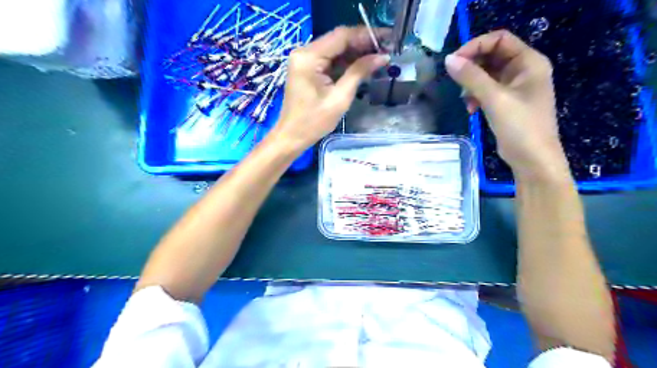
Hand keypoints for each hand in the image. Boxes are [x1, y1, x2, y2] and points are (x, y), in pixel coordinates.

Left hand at [271, 26, 389, 151]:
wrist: (292, 136)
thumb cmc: (314, 122)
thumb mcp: (340, 98)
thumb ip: (359, 73)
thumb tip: (382, 57)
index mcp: (309, 57)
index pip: (341, 36)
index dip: (365, 35)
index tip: (387, 39)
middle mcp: (304, 52)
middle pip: (337, 40)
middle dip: (362, 43)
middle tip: (386, 48)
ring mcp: (304, 60)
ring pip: (335, 50)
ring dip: (356, 53)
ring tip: (379, 56)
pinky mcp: (307, 69)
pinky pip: (329, 60)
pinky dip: (346, 62)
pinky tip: (362, 65)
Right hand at [446, 30, 570, 180]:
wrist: (532, 159)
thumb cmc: (520, 126)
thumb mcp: (494, 99)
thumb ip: (471, 77)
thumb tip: (448, 60)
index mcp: (529, 62)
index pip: (499, 40)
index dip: (475, 46)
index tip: (454, 62)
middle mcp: (524, 70)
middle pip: (492, 56)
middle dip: (472, 67)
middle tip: (456, 81)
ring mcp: (515, 87)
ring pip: (487, 74)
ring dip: (472, 84)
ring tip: (466, 100)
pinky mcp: (507, 102)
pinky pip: (487, 90)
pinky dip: (476, 96)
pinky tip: (471, 109)